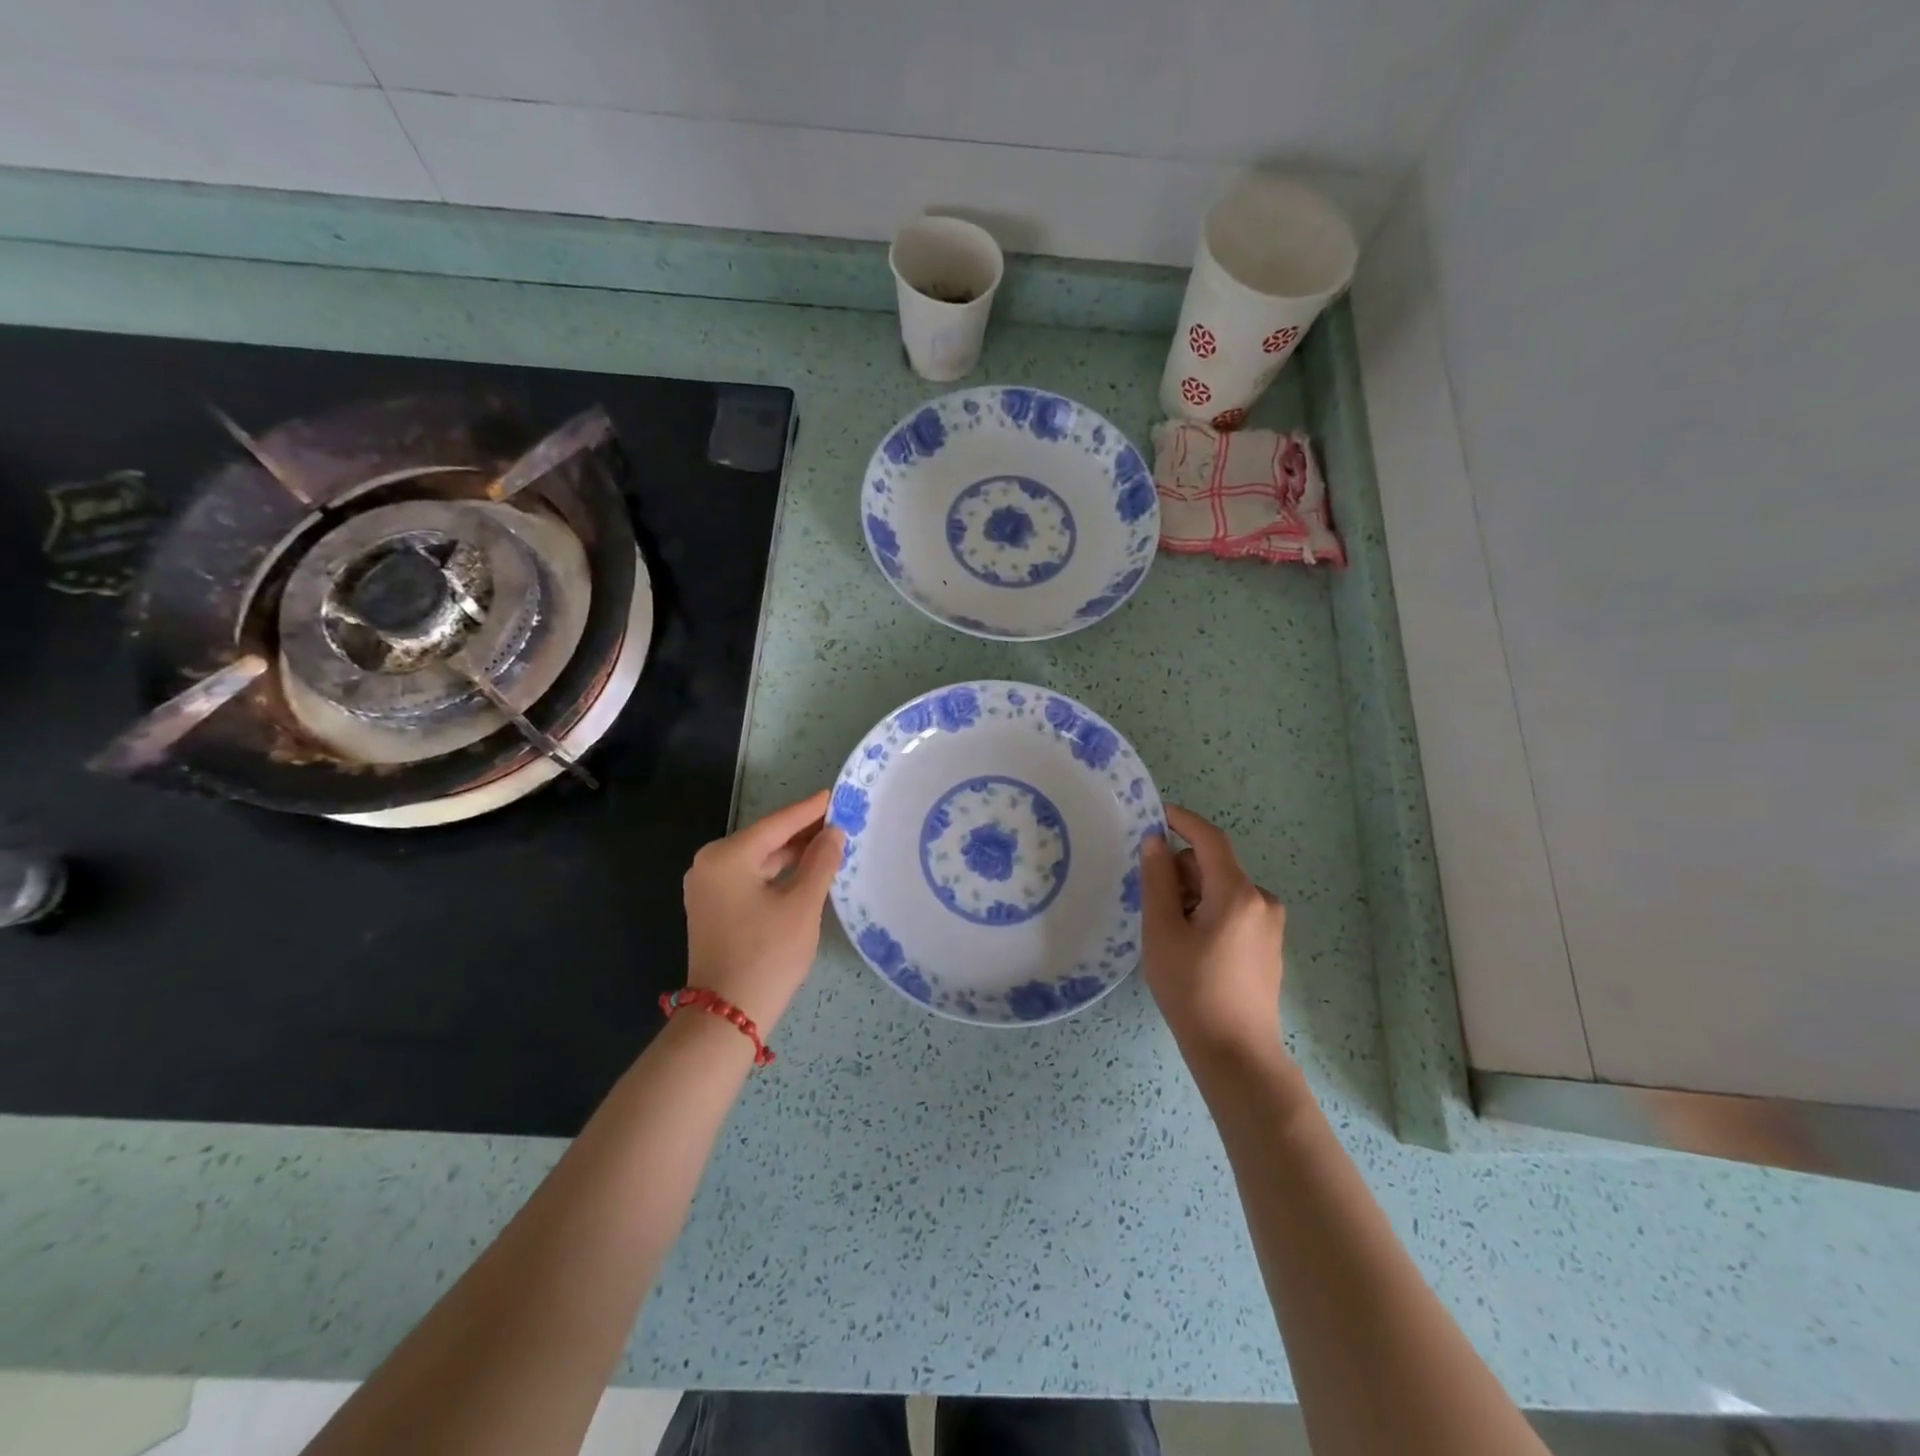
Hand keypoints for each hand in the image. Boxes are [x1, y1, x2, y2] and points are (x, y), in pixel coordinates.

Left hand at [682, 789, 843, 1032]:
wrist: (726, 1016)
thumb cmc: (767, 955)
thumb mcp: (802, 905)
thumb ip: (820, 862)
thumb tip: (833, 832)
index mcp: (727, 856)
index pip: (777, 824)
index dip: (810, 810)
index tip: (836, 794)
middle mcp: (710, 864)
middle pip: (765, 839)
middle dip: (802, 832)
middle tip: (840, 820)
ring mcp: (707, 887)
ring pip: (758, 860)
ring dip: (791, 853)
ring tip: (829, 843)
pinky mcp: (712, 908)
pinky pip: (749, 878)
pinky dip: (777, 873)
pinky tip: (805, 870)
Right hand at [1138, 804, 1287, 1062]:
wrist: (1236, 1053)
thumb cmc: (1192, 989)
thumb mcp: (1162, 932)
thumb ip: (1157, 881)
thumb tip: (1155, 842)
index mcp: (1237, 893)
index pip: (1210, 839)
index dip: (1182, 821)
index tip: (1155, 815)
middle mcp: (1261, 900)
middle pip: (1214, 866)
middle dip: (1181, 871)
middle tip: (1151, 900)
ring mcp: (1270, 925)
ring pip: (1222, 890)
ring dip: (1193, 895)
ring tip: (1169, 932)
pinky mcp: (1269, 945)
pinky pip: (1234, 911)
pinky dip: (1209, 913)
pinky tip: (1192, 947)